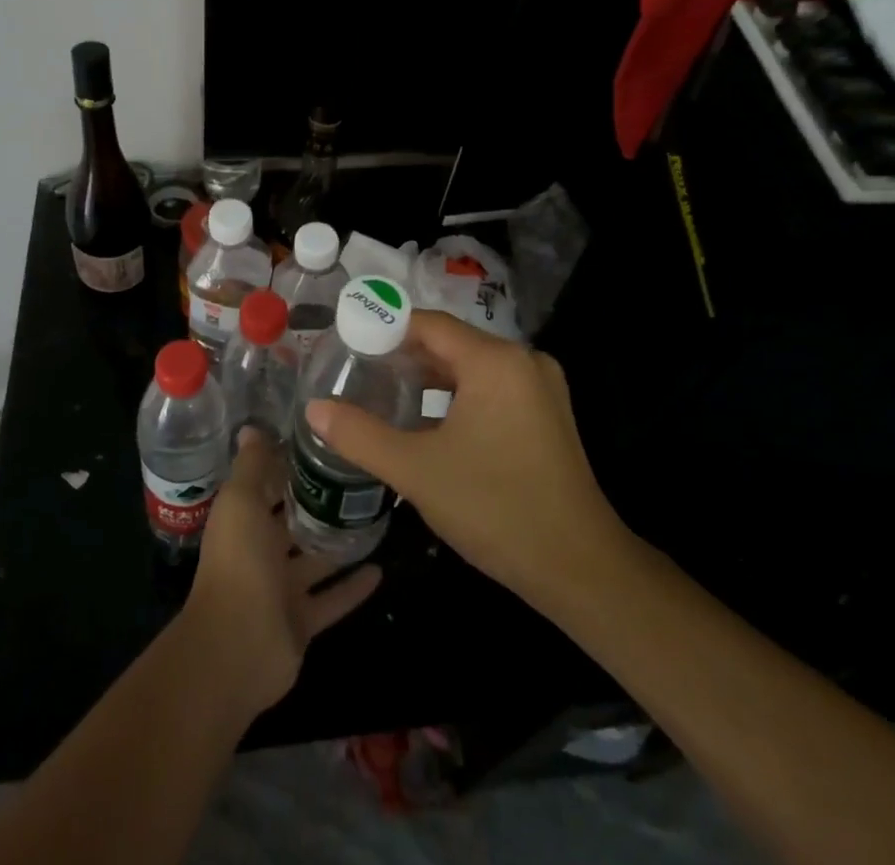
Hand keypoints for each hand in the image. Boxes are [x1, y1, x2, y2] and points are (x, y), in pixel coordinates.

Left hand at [176, 428, 381, 721]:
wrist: (236, 647)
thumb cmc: (239, 562)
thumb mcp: (241, 501)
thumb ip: (252, 465)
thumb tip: (252, 428)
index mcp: (244, 518)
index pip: (269, 484)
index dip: (289, 464)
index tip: (324, 443)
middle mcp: (261, 550)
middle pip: (295, 521)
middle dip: (320, 502)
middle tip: (361, 477)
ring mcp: (282, 589)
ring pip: (316, 560)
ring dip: (340, 544)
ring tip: (376, 518)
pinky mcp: (302, 621)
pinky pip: (332, 599)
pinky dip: (352, 587)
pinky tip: (381, 569)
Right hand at [305, 310, 625, 613]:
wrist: (580, 569)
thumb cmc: (495, 508)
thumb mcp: (417, 471)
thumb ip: (360, 435)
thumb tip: (314, 409)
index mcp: (495, 361)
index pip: (429, 324)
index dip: (386, 328)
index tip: (348, 341)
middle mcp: (523, 361)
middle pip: (451, 343)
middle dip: (404, 355)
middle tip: (359, 370)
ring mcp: (540, 388)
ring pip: (472, 367)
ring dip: (430, 378)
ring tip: (385, 392)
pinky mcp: (548, 415)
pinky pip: (492, 388)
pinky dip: (457, 396)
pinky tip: (428, 421)